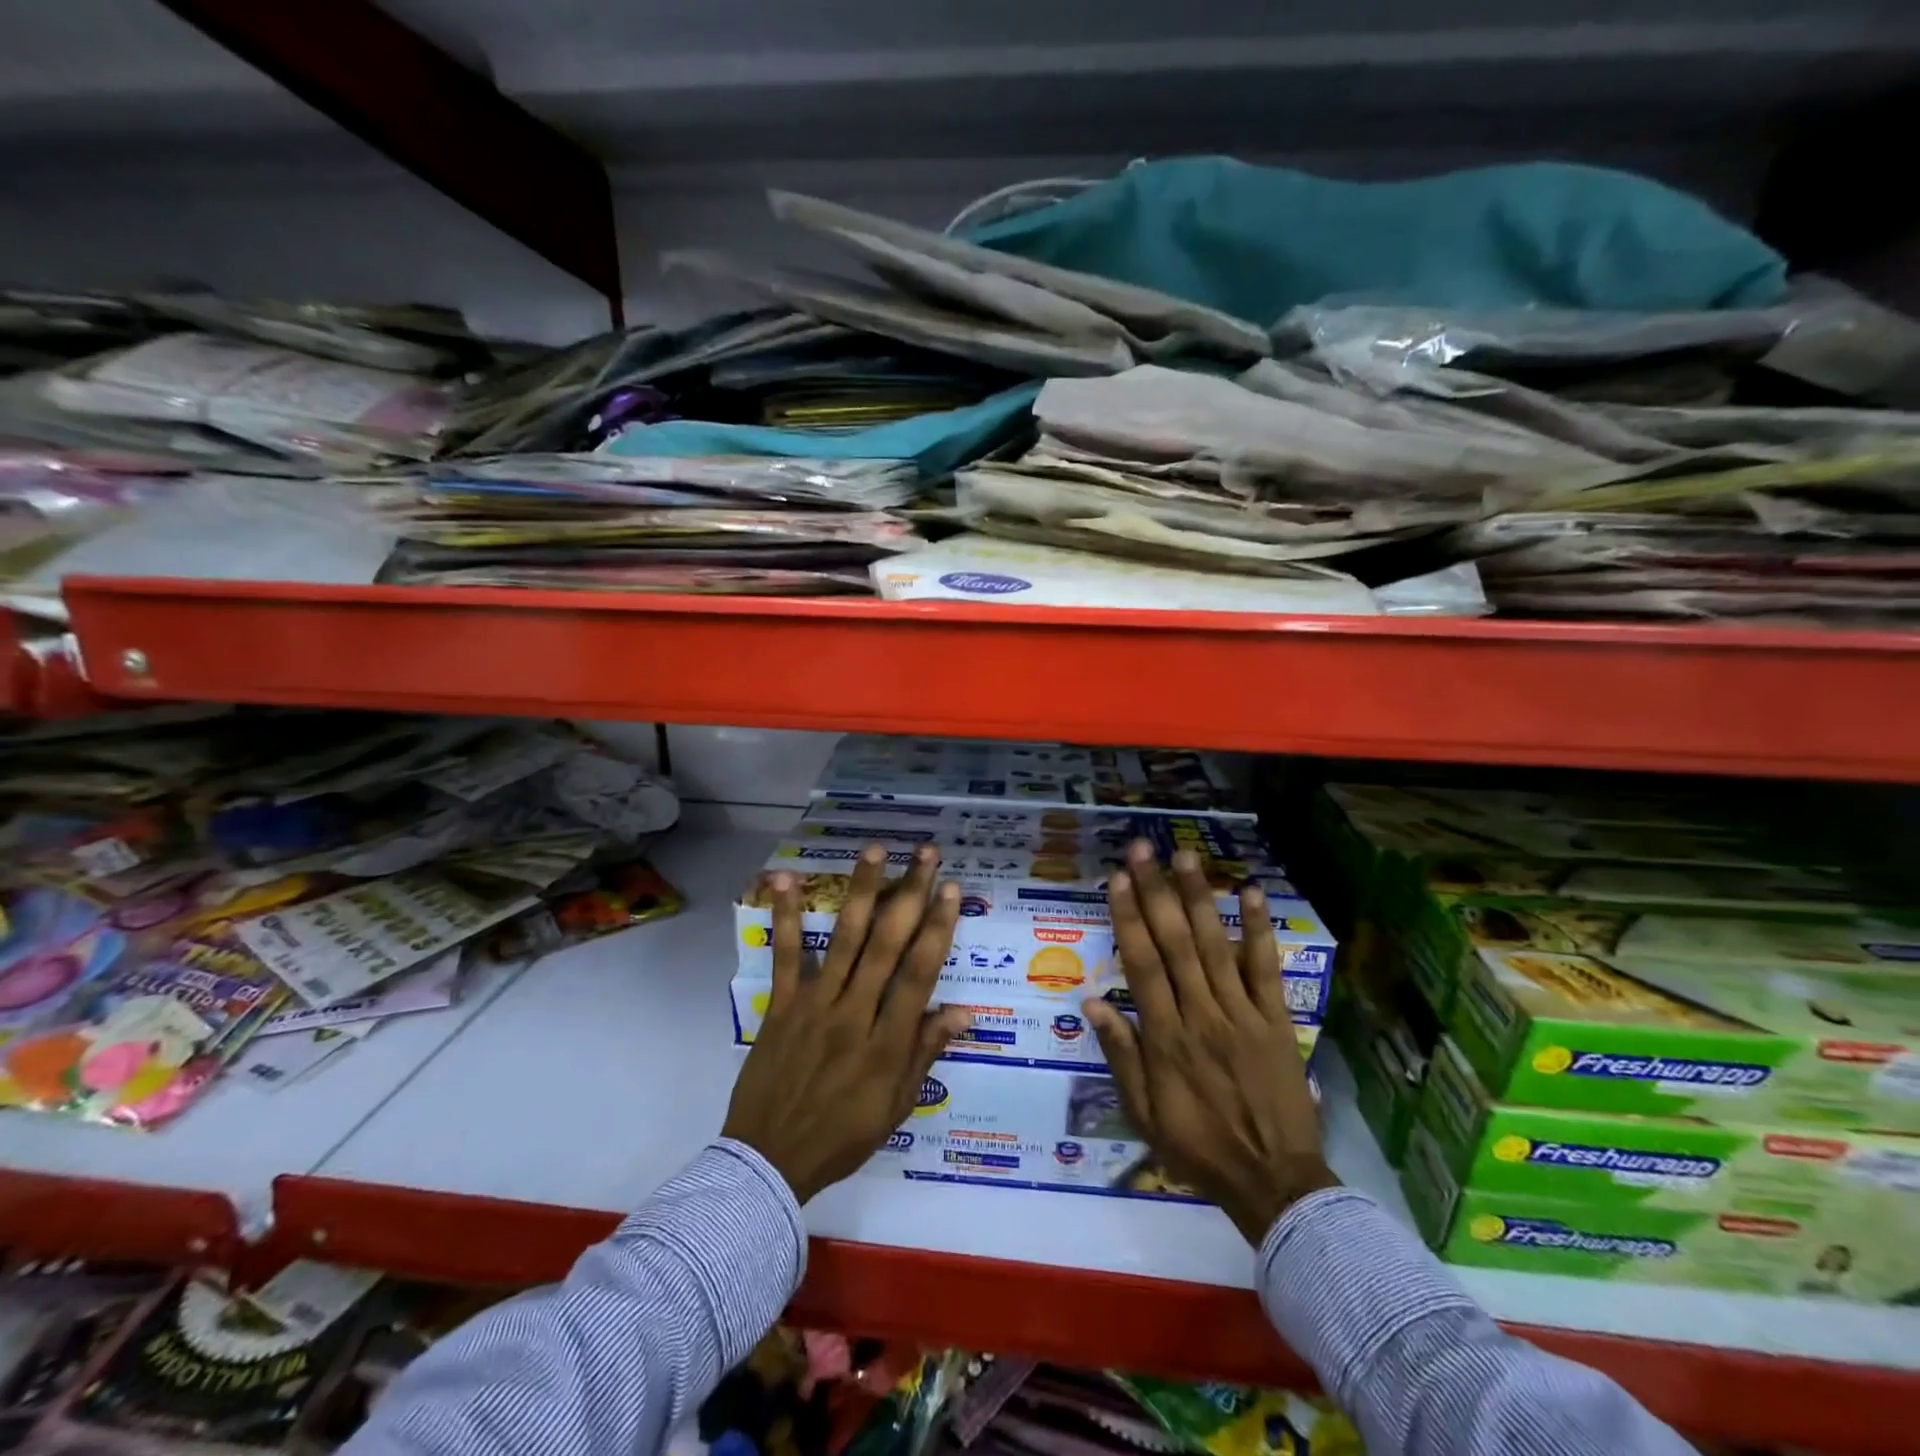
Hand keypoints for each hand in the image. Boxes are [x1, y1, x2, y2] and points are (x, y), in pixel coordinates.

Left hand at [723, 843, 970, 1202]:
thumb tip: (965, 1010)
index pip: (919, 974)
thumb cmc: (843, 1136)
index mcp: (887, 1043)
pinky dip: (786, 916)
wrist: (769, 1160)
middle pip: (887, 944)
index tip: (950, 890)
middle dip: (910, 894)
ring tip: (874, 850)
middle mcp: (855, 1014)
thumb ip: (926, 1052)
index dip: (938, 929)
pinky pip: (786, 955)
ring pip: (844, 939)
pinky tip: (786, 880)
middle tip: (925, 854)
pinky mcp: (782, 1005)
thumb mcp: (896, 1106)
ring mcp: (815, 1005)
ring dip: (861, 891)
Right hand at [1083, 842, 1336, 1243]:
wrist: (1274, 1182)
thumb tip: (1092, 1001)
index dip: (1128, 917)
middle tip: (1144, 849)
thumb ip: (1120, 1054)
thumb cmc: (1198, 1148)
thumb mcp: (1143, 1113)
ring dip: (1199, 898)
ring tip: (1186, 857)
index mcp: (1165, 1036)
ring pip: (1215, 946)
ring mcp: (1242, 1014)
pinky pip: (1265, 970)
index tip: (1118, 878)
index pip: (1142, 964)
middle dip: (1156, 892)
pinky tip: (1251, 894)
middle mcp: (1201, 1014)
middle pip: (1174, 943)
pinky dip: (1258, 931)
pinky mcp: (1276, 1021)